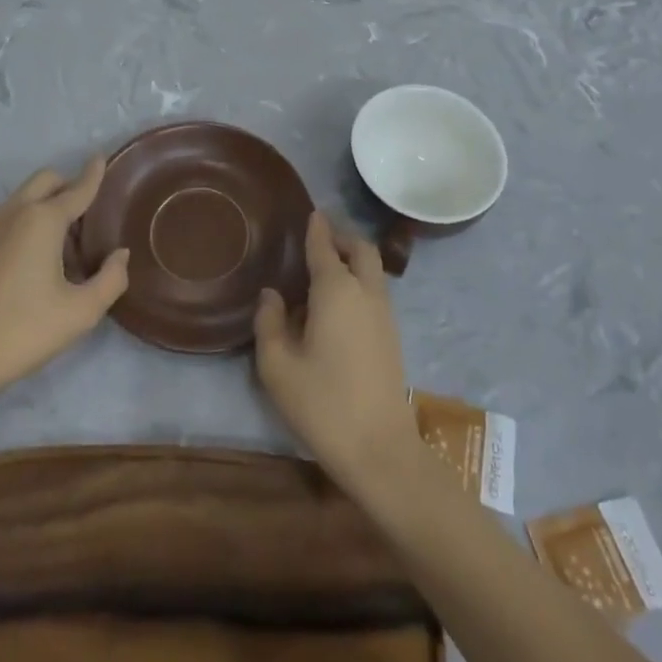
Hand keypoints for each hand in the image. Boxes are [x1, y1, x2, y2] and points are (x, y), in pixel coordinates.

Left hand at [0, 159, 128, 402]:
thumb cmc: (23, 331)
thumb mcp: (81, 312)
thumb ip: (111, 279)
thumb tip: (119, 255)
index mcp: (43, 220)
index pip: (77, 188)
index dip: (94, 173)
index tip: (102, 157)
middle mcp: (15, 213)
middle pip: (46, 180)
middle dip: (68, 186)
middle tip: (86, 217)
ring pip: (24, 197)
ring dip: (47, 204)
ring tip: (63, 246)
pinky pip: (8, 217)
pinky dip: (27, 221)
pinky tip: (34, 261)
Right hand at [254, 210, 416, 486]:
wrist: (380, 449)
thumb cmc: (323, 404)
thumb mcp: (278, 366)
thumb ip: (269, 323)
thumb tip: (272, 295)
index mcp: (336, 289)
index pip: (325, 246)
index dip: (317, 227)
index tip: (311, 212)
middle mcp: (365, 291)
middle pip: (361, 247)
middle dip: (342, 236)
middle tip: (319, 239)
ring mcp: (384, 313)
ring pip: (372, 269)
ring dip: (353, 259)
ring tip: (324, 273)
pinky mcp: (392, 335)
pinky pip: (376, 290)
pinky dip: (359, 281)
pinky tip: (337, 306)